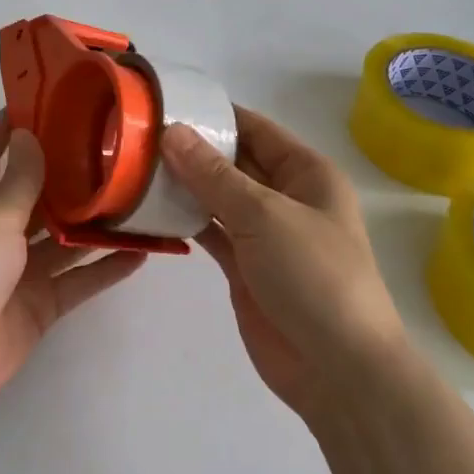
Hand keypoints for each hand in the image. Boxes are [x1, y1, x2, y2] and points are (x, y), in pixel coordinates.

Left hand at [0, 110, 145, 414]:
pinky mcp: (41, 303)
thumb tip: (28, 133)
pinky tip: (141, 253)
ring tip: (135, 197)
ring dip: (94, 223)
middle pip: (36, 195)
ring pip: (64, 239)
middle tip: (110, 148)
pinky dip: (106, 269)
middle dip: (66, 174)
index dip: (6, 127)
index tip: (38, 101)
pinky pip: (79, 280)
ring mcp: (21, 270)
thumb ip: (18, 181)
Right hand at [161, 106, 405, 417]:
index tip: (165, 103)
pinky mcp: (245, 265)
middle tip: (137, 134)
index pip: (254, 128)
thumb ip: (214, 175)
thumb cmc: (313, 276)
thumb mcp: (263, 215)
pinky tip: (149, 208)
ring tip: (134, 165)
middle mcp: (285, 196)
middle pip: (233, 160)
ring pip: (218, 196)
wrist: (338, 370)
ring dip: (184, 184)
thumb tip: (172, 131)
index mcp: (306, 173)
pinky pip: (210, 231)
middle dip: (192, 148)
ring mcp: (264, 233)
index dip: (214, 115)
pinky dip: (184, 220)